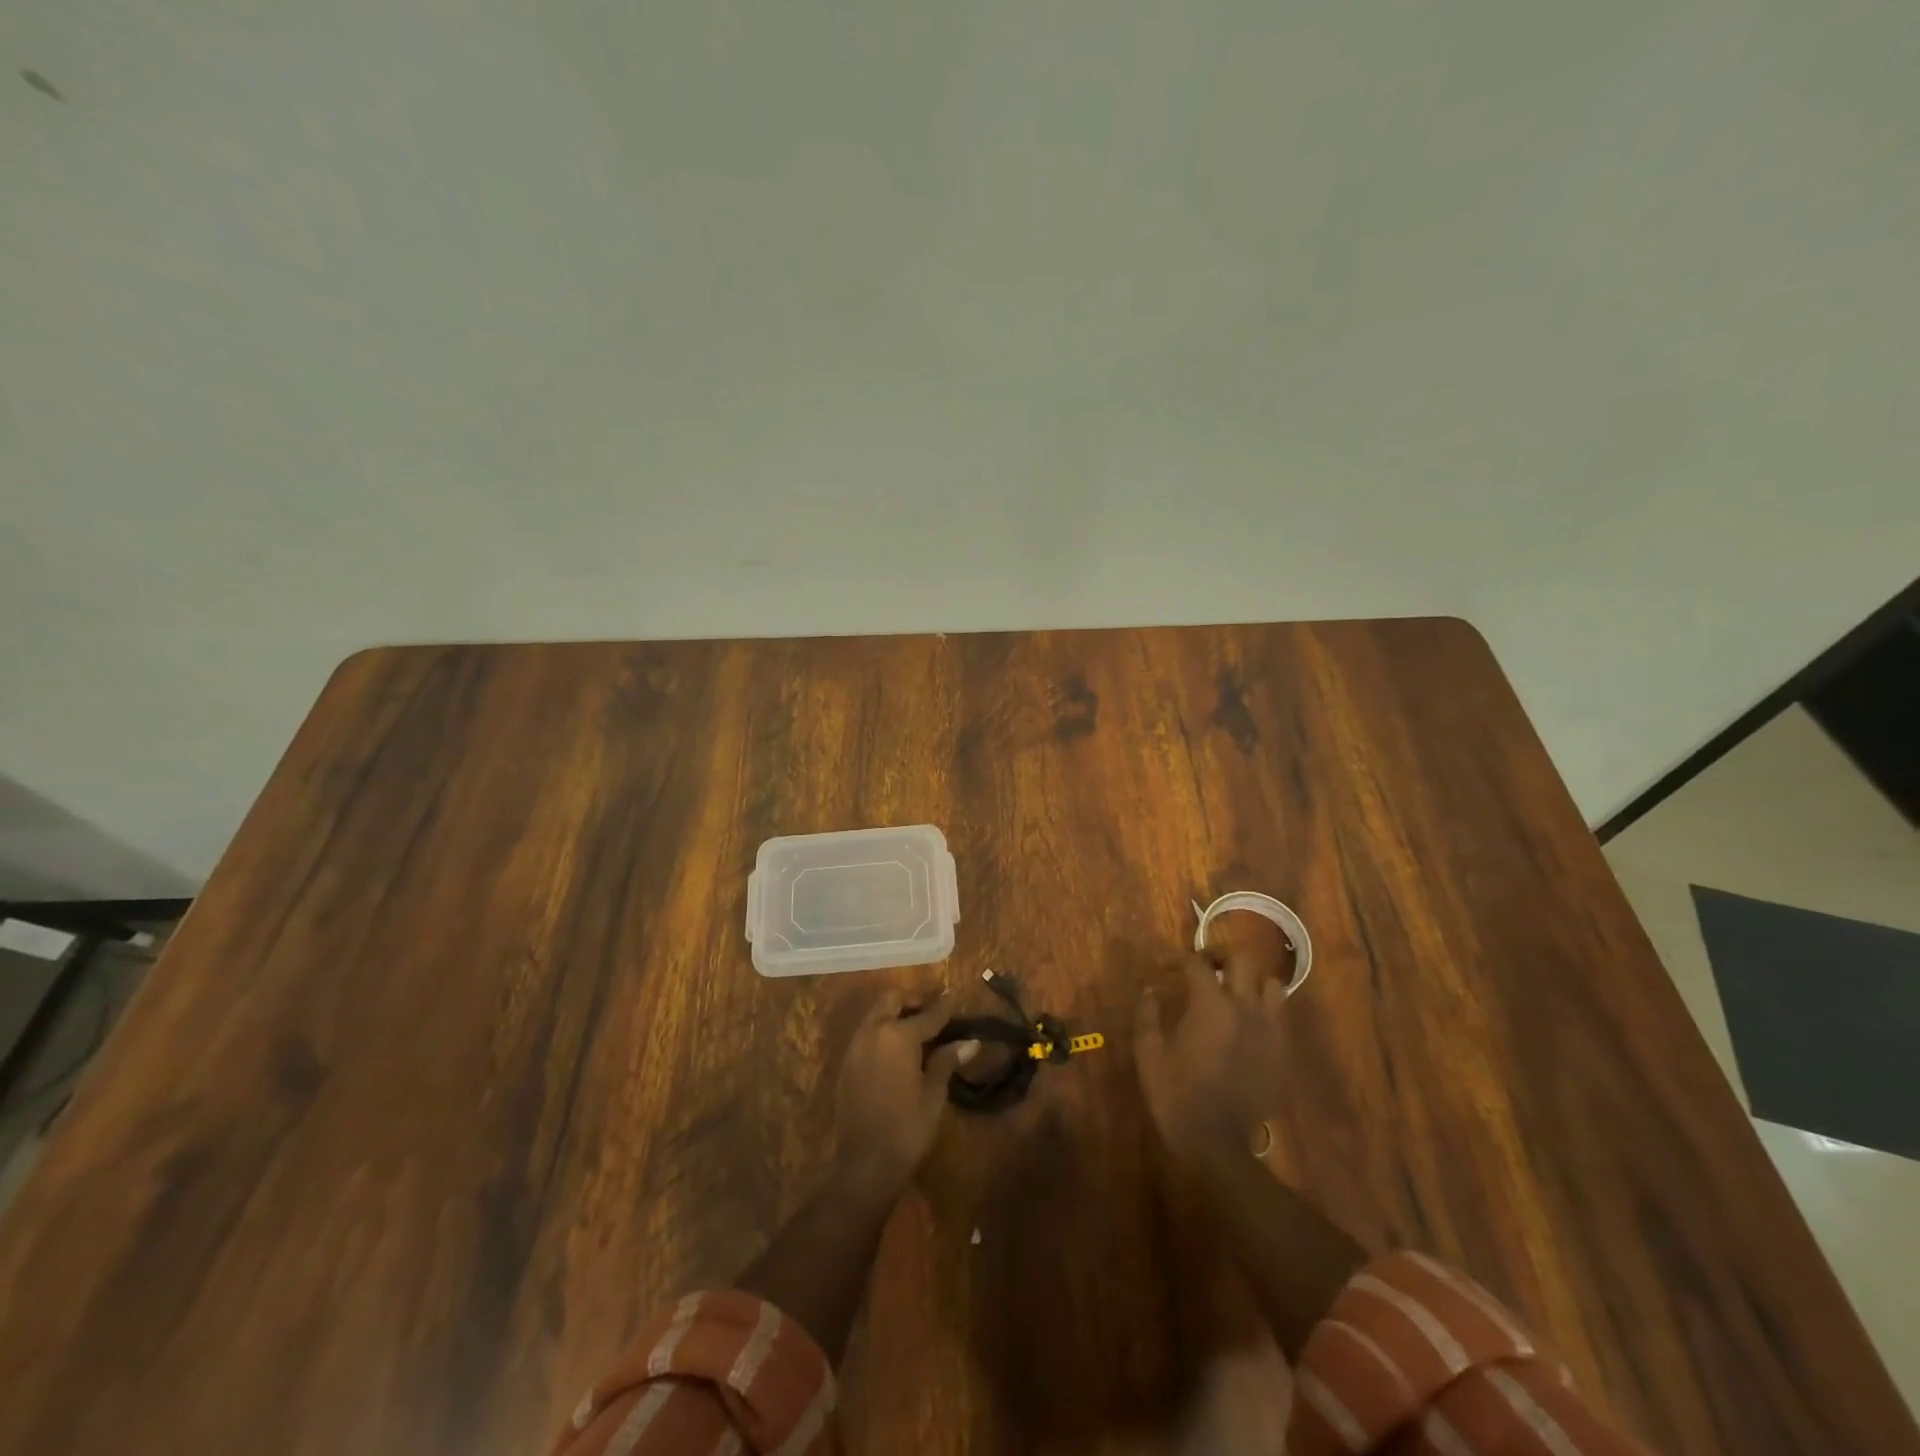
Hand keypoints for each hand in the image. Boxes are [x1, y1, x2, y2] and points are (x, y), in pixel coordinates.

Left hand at [833, 986, 977, 1197]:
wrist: (864, 1164)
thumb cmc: (907, 1128)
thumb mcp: (933, 1094)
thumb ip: (947, 1061)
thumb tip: (970, 1042)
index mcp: (897, 1035)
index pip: (927, 1014)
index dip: (944, 1005)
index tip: (954, 994)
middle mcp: (873, 1032)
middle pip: (892, 1000)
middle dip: (913, 1000)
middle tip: (933, 1009)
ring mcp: (855, 1046)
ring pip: (876, 1014)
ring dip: (896, 1013)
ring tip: (918, 1028)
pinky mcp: (847, 1063)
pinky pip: (867, 1033)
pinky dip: (883, 1031)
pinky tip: (898, 1049)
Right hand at [1135, 931, 1289, 1166]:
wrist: (1217, 1143)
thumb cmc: (1176, 1094)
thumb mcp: (1149, 1053)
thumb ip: (1148, 1015)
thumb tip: (1150, 990)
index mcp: (1210, 1005)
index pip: (1197, 963)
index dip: (1179, 960)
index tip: (1167, 968)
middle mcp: (1245, 1008)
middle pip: (1241, 960)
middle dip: (1220, 956)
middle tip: (1205, 966)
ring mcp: (1269, 1030)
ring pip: (1272, 985)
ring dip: (1252, 981)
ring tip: (1235, 991)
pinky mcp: (1281, 1052)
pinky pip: (1280, 1017)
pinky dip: (1264, 1010)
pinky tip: (1247, 1024)